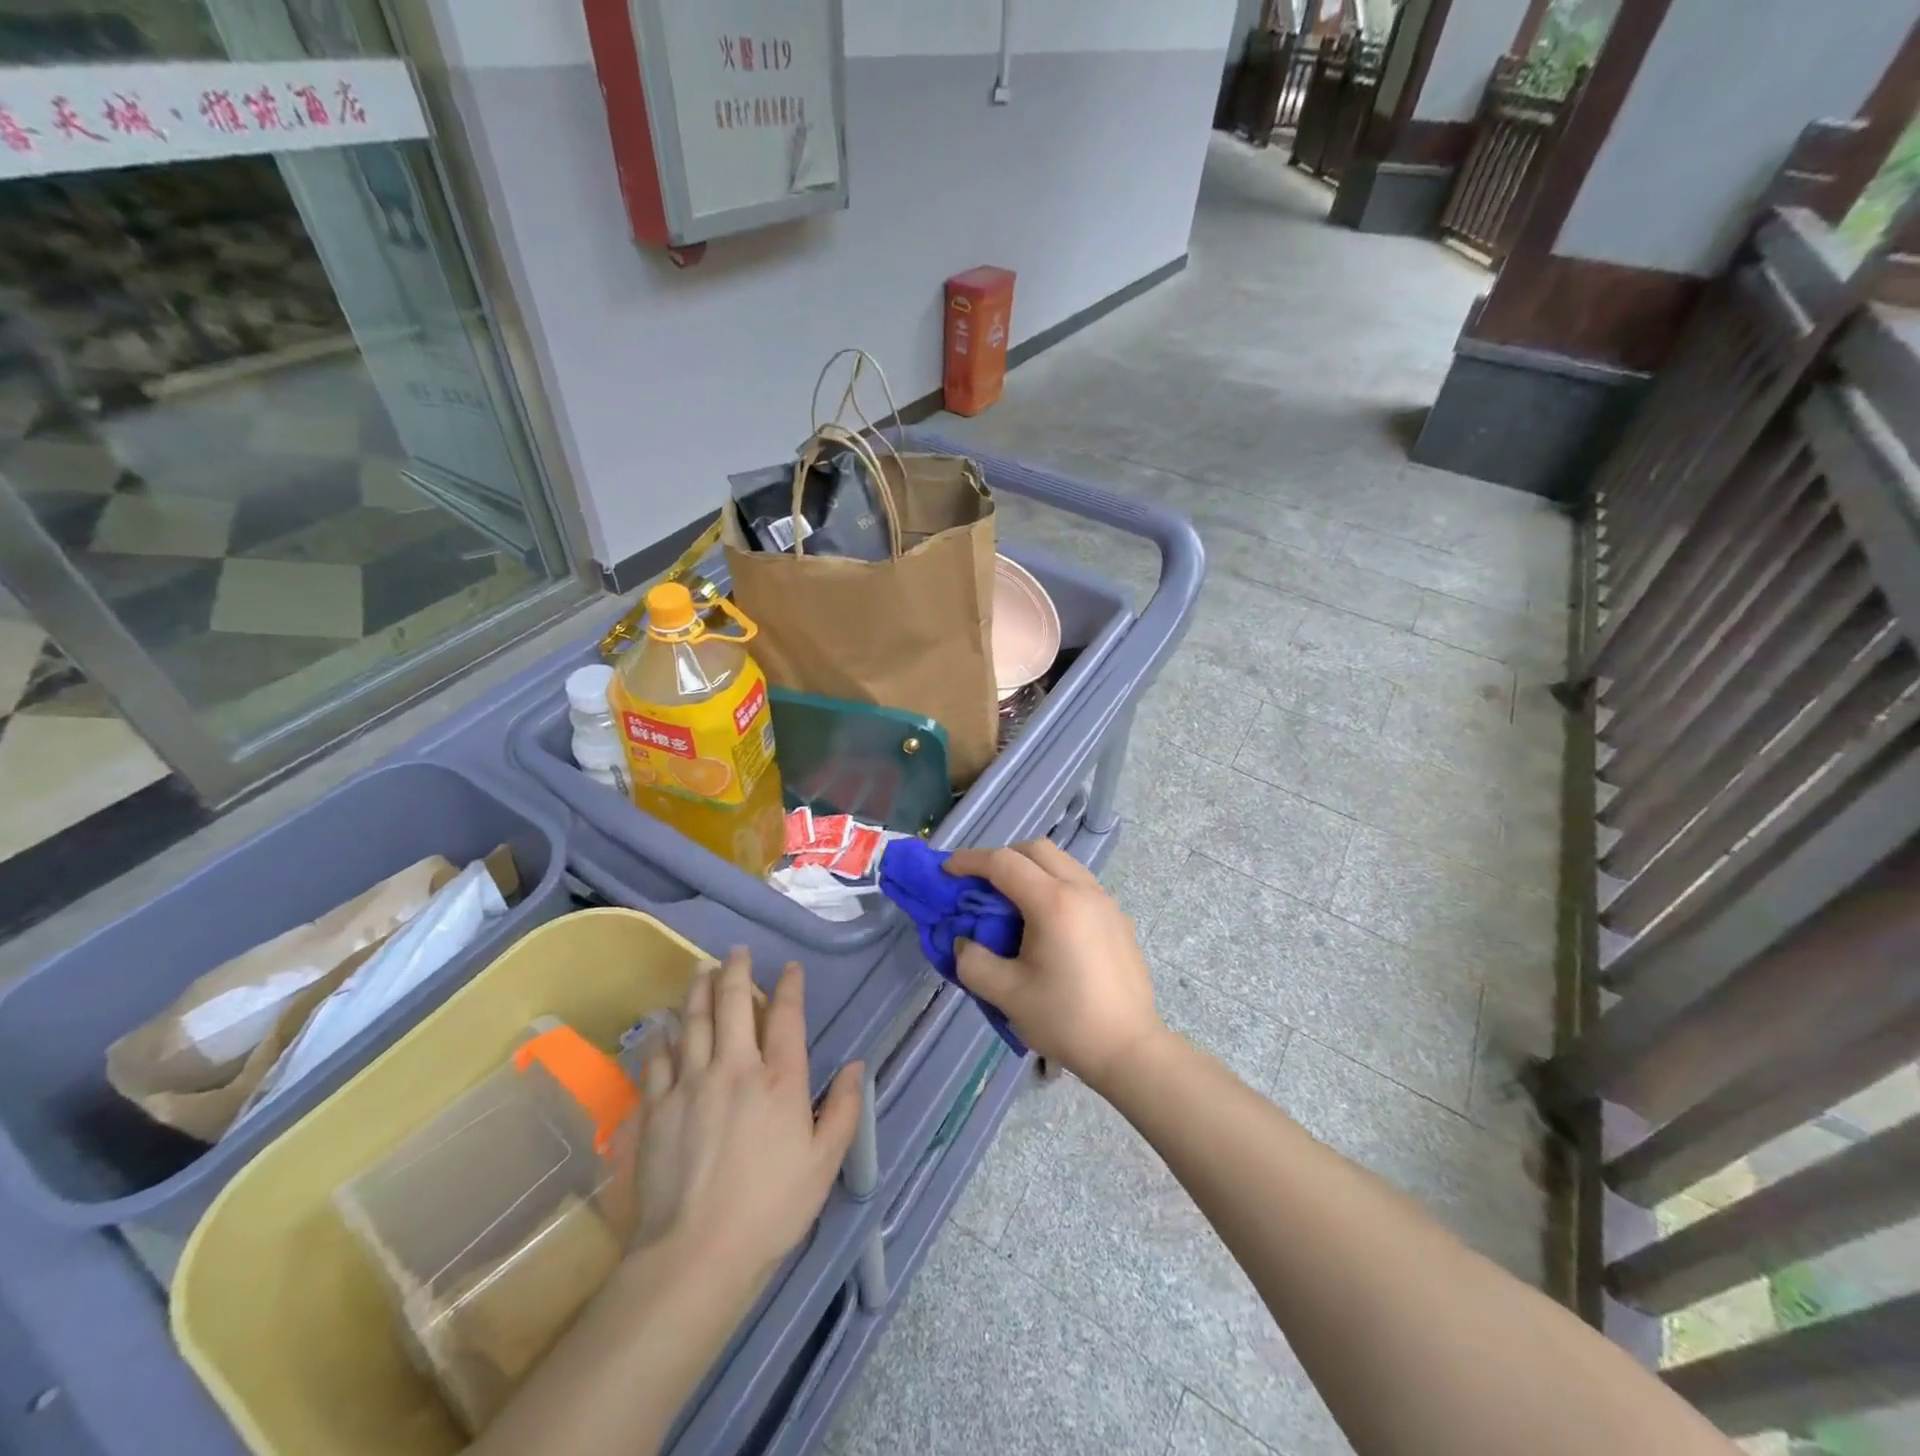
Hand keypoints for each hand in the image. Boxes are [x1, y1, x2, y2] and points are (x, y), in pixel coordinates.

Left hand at [634, 950, 863, 1306]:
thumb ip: (845, 1109)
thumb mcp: (824, 1163)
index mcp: (780, 1079)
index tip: (789, 968)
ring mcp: (691, 1084)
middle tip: (736, 952)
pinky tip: (663, 1026)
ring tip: (701, 970)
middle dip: (736, 971)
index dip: (789, 985)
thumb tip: (858, 1065)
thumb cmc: (771, 1208)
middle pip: (733, 1004)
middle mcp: (735, 1068)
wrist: (696, 1253)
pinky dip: (662, 1036)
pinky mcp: (657, 1107)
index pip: (786, 1016)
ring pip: (693, 1021)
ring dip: (698, 990)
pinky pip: (658, 1059)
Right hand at [944, 840, 1165, 1094]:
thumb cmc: (1066, 1020)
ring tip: (1011, 902)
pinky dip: (1053, 885)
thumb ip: (973, 962)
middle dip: (1002, 857)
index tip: (946, 870)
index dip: (970, 861)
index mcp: (1054, 902)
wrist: (1129, 1048)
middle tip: (979, 884)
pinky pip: (1079, 883)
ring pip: (1061, 862)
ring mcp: (1105, 901)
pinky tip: (1046, 924)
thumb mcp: (1006, 995)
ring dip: (1030, 869)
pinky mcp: (1117, 918)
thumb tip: (965, 942)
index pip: (1004, 863)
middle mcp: (1082, 890)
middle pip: (1036, 850)